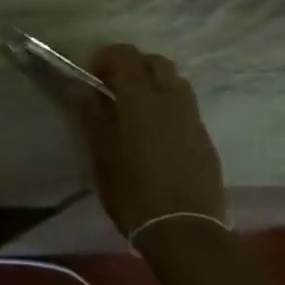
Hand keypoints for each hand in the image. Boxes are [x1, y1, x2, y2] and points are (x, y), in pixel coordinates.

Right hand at [75, 45, 225, 239]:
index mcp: (141, 97)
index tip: (92, 79)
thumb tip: (80, 87)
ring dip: (154, 84)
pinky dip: (168, 106)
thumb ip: (91, 114)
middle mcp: (170, 98)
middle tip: (114, 91)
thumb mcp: (102, 153)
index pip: (124, 54)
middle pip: (154, 62)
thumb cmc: (133, 190)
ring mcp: (192, 116)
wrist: (184, 230)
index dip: (105, 58)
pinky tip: (156, 134)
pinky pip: (185, 106)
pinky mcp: (204, 137)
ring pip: (174, 81)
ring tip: (136, 110)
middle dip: (132, 67)